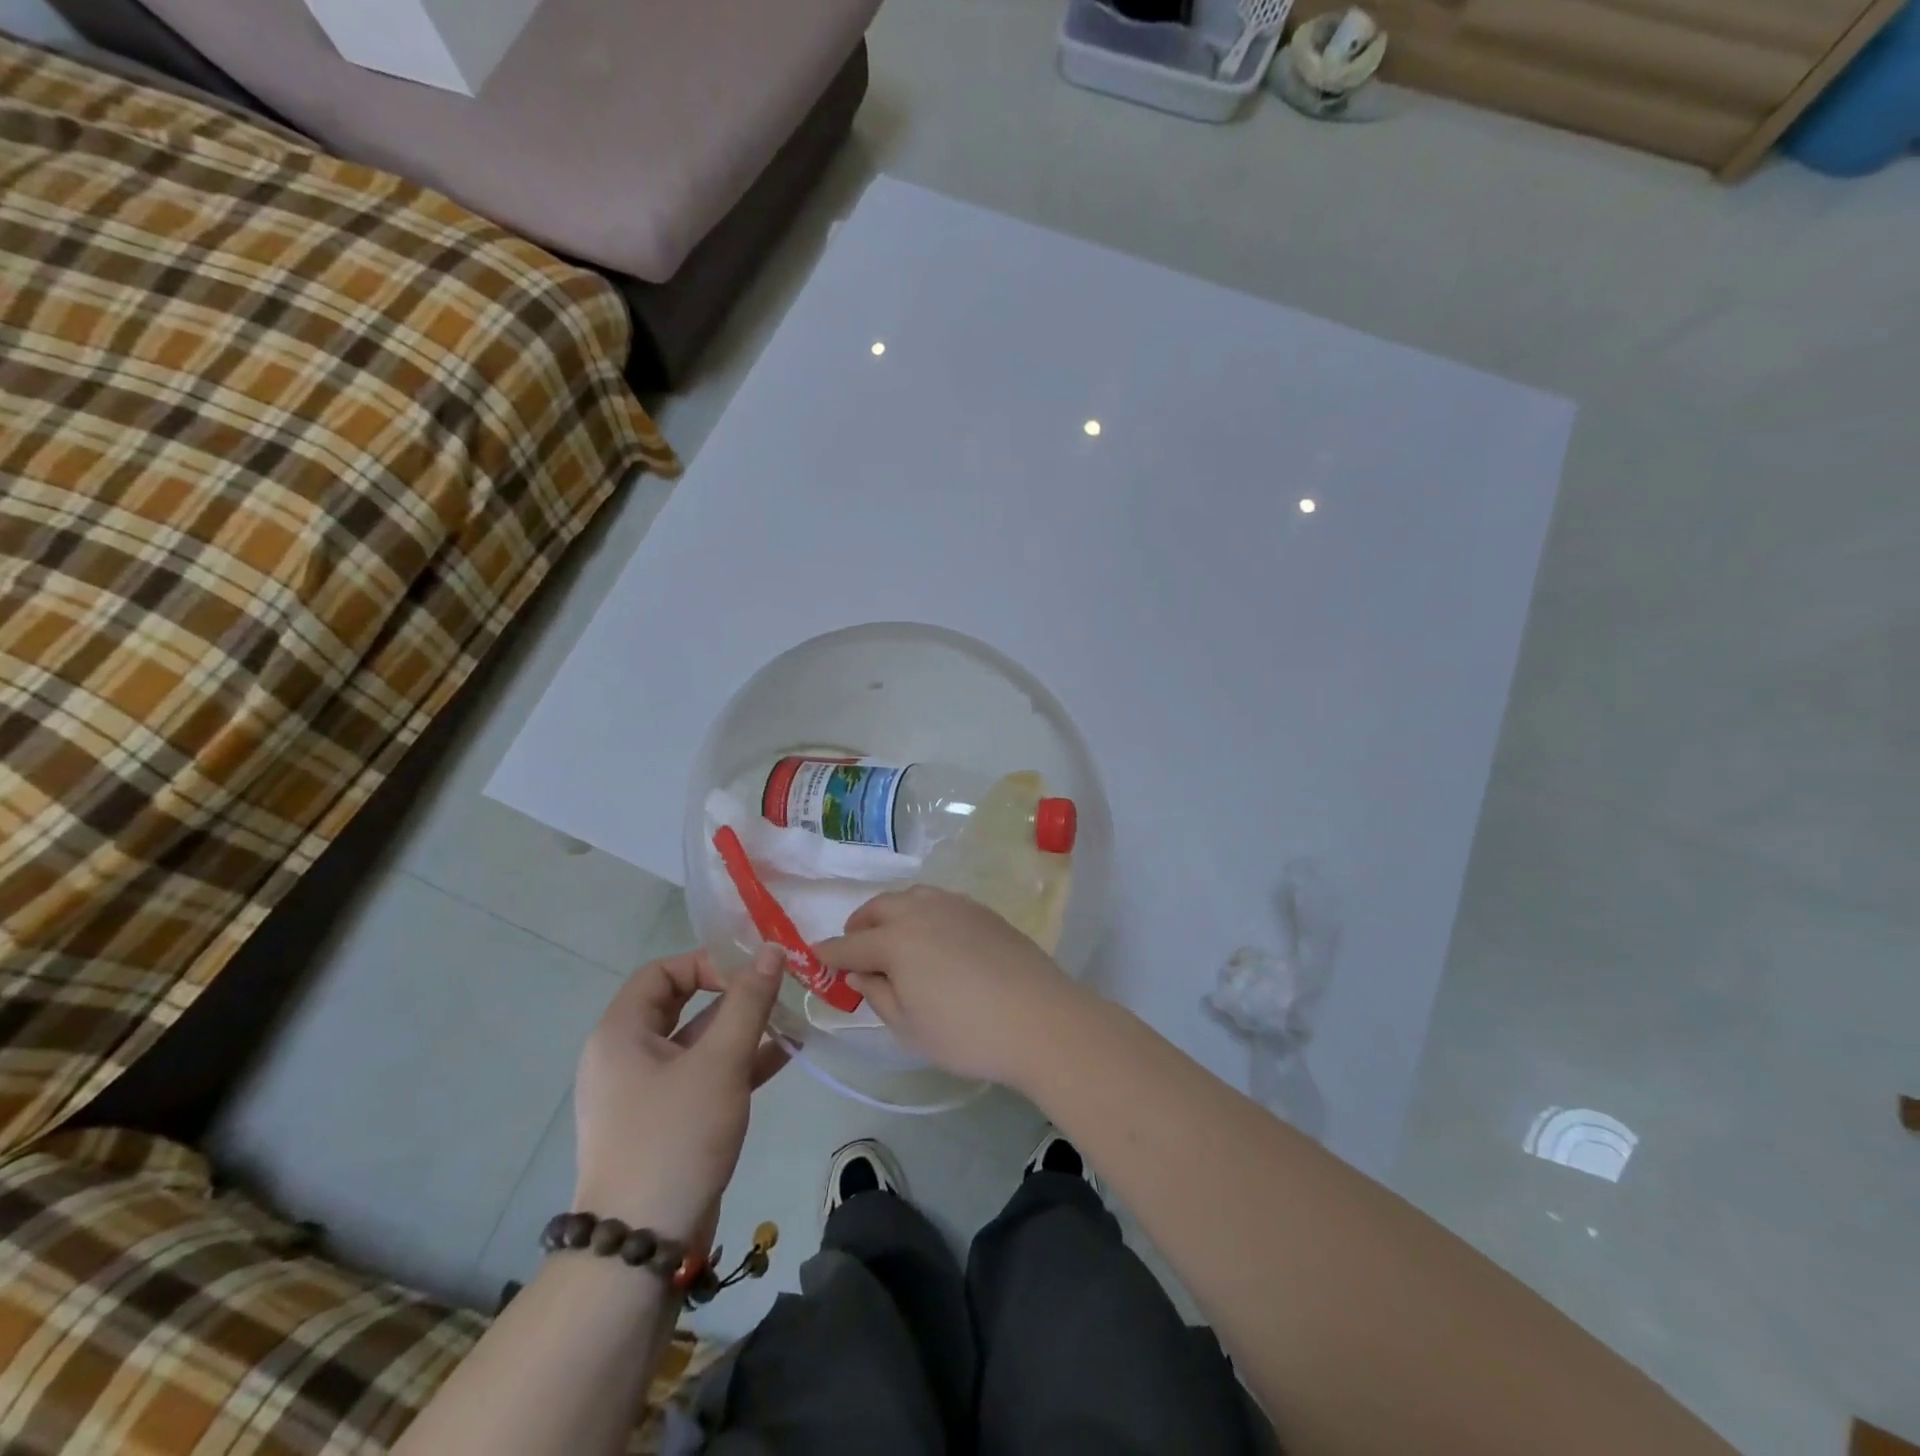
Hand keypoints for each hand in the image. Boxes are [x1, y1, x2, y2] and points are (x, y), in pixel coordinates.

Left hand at [572, 946, 788, 1243]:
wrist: (639, 1248)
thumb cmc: (675, 1138)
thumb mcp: (720, 1063)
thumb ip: (749, 1002)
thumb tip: (771, 949)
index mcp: (620, 1034)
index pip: (661, 973)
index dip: (706, 963)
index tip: (749, 974)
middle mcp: (624, 1058)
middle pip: (679, 1006)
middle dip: (730, 996)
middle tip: (774, 991)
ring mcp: (642, 1095)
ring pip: (695, 1044)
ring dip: (740, 1030)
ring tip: (789, 1021)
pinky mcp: (662, 1125)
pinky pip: (700, 1078)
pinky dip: (736, 1064)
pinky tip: (782, 1057)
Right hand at [815, 887, 1086, 1088]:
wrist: (1039, 1019)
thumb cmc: (966, 1033)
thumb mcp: (910, 1028)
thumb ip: (878, 995)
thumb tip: (859, 972)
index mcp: (896, 941)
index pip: (851, 945)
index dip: (830, 953)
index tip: (815, 957)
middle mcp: (922, 912)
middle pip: (879, 908)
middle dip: (860, 925)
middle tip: (855, 947)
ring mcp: (956, 906)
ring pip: (911, 896)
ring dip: (892, 913)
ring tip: (892, 937)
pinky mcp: (983, 911)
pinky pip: (940, 901)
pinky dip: (923, 912)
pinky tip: (932, 936)